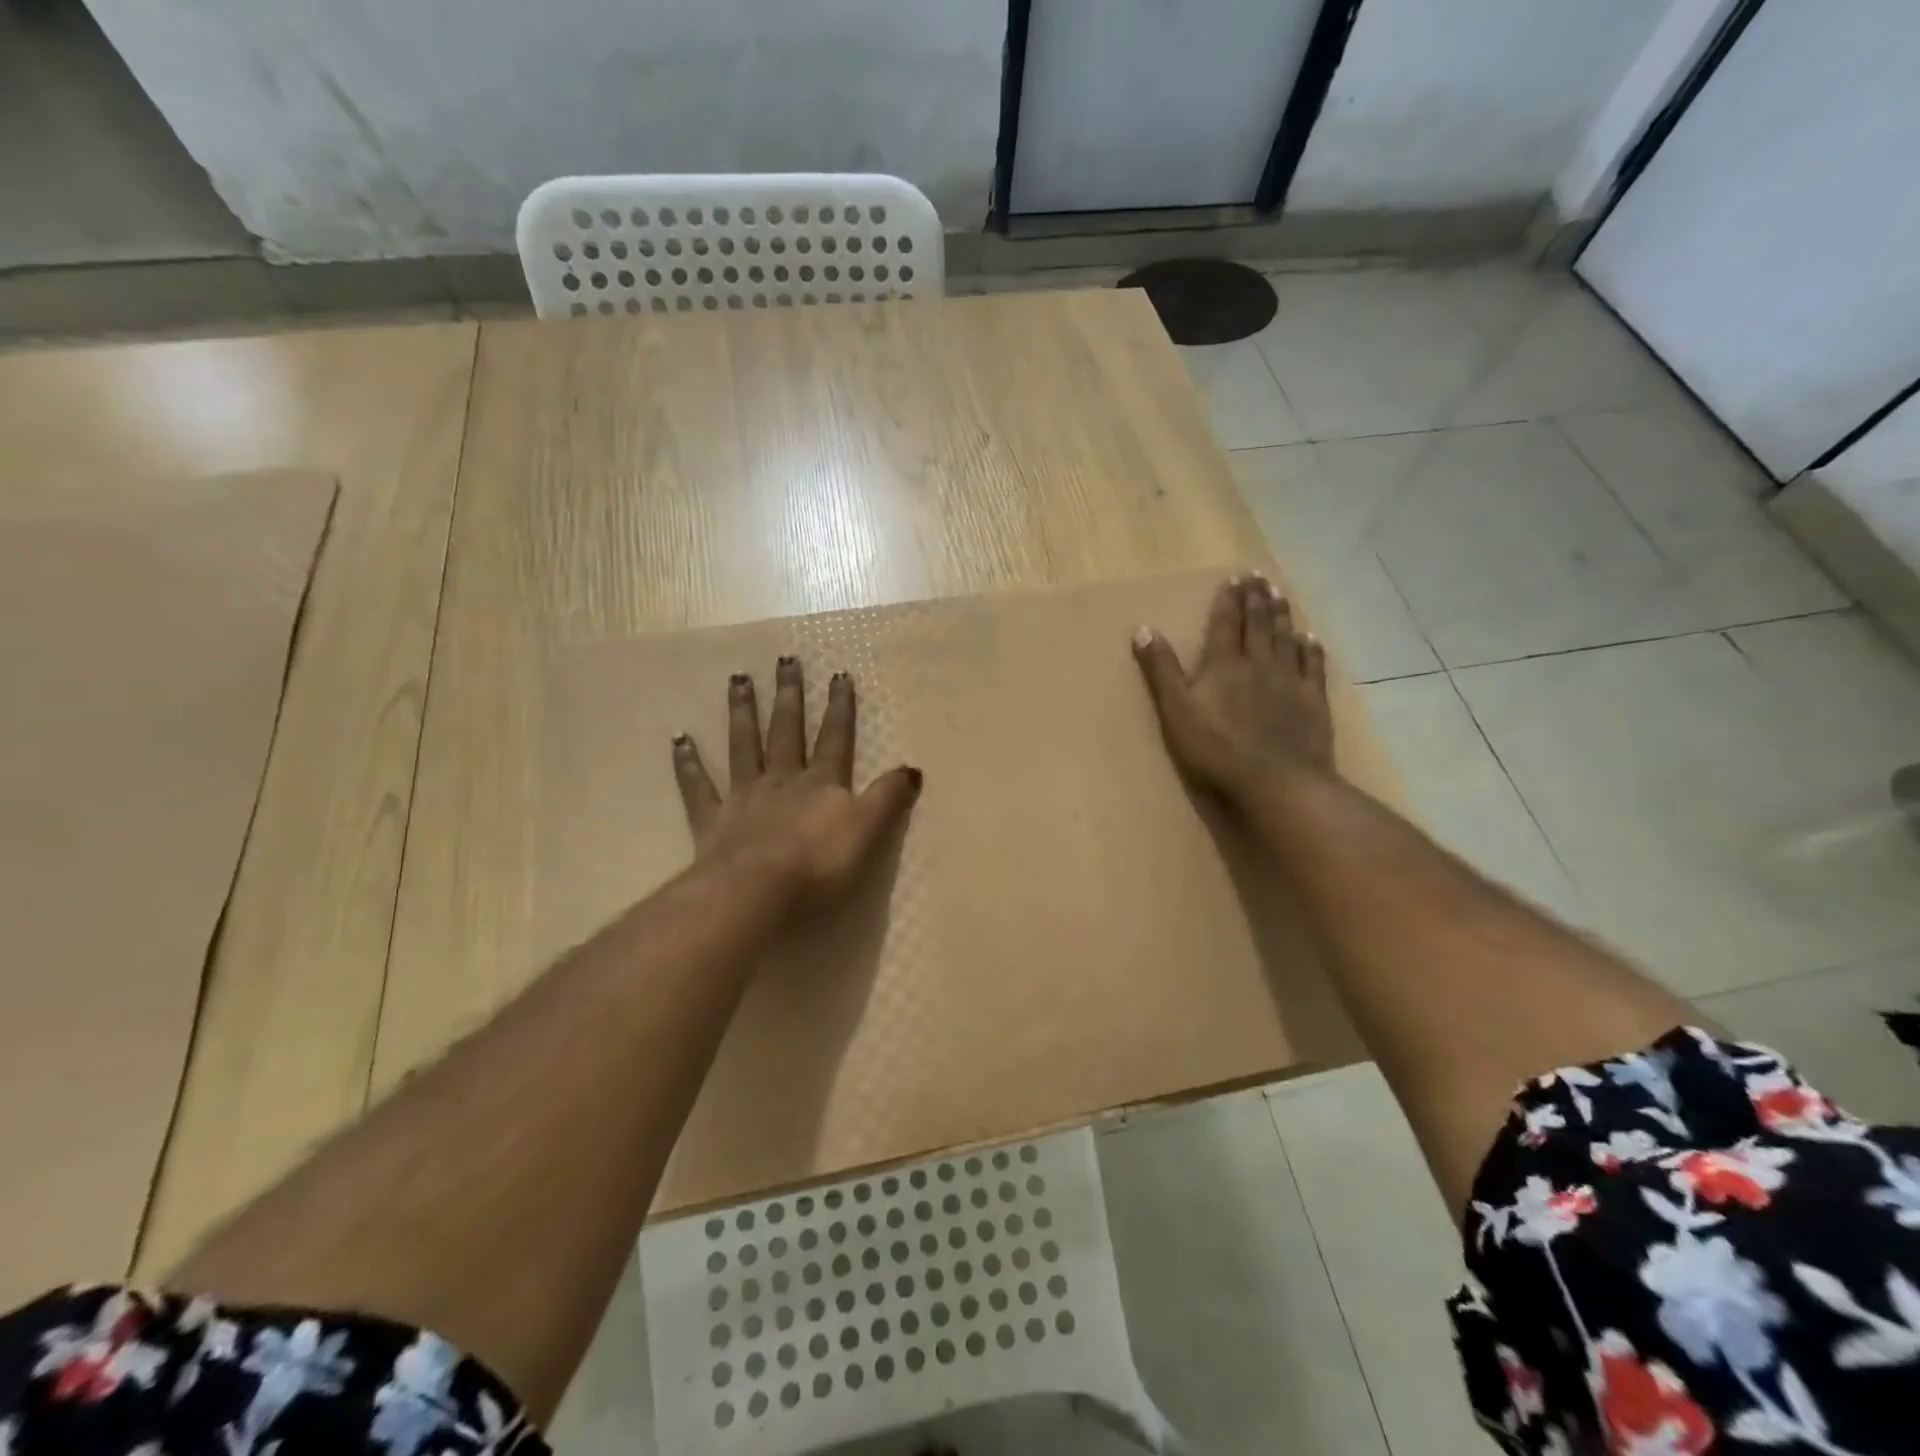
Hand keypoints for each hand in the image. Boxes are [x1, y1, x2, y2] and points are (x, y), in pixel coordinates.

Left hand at [671, 656, 921, 908]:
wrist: (757, 890)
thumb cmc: (819, 863)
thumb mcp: (869, 830)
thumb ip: (888, 798)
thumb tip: (913, 768)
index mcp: (821, 783)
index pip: (835, 738)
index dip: (840, 708)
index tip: (839, 675)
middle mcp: (782, 780)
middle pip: (786, 731)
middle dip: (789, 696)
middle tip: (784, 660)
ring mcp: (744, 797)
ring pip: (743, 746)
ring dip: (742, 713)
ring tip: (738, 679)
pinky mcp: (712, 820)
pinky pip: (699, 787)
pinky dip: (688, 763)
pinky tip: (679, 739)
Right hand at [1132, 573, 1334, 797]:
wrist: (1276, 781)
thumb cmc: (1216, 750)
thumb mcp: (1176, 711)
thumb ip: (1161, 670)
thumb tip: (1143, 629)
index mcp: (1223, 664)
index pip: (1225, 623)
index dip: (1228, 599)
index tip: (1234, 576)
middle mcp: (1258, 663)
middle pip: (1258, 624)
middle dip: (1256, 598)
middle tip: (1259, 576)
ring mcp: (1289, 680)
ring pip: (1285, 638)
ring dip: (1282, 614)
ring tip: (1280, 594)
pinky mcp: (1312, 700)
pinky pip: (1313, 664)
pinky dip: (1310, 647)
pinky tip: (1310, 637)